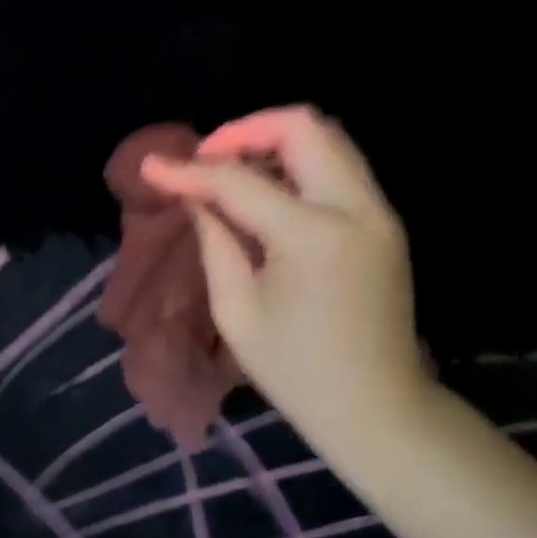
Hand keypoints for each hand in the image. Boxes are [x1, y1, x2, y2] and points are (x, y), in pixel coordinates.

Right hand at [139, 106, 428, 439]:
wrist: (379, 411)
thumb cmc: (297, 372)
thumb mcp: (236, 310)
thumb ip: (214, 239)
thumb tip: (194, 195)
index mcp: (313, 237)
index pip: (240, 181)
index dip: (189, 170)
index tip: (152, 166)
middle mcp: (356, 209)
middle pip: (302, 127)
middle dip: (243, 131)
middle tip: (206, 160)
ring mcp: (378, 212)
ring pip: (327, 137)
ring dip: (273, 140)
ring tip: (232, 170)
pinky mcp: (384, 221)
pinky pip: (338, 164)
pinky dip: (298, 160)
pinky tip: (266, 189)